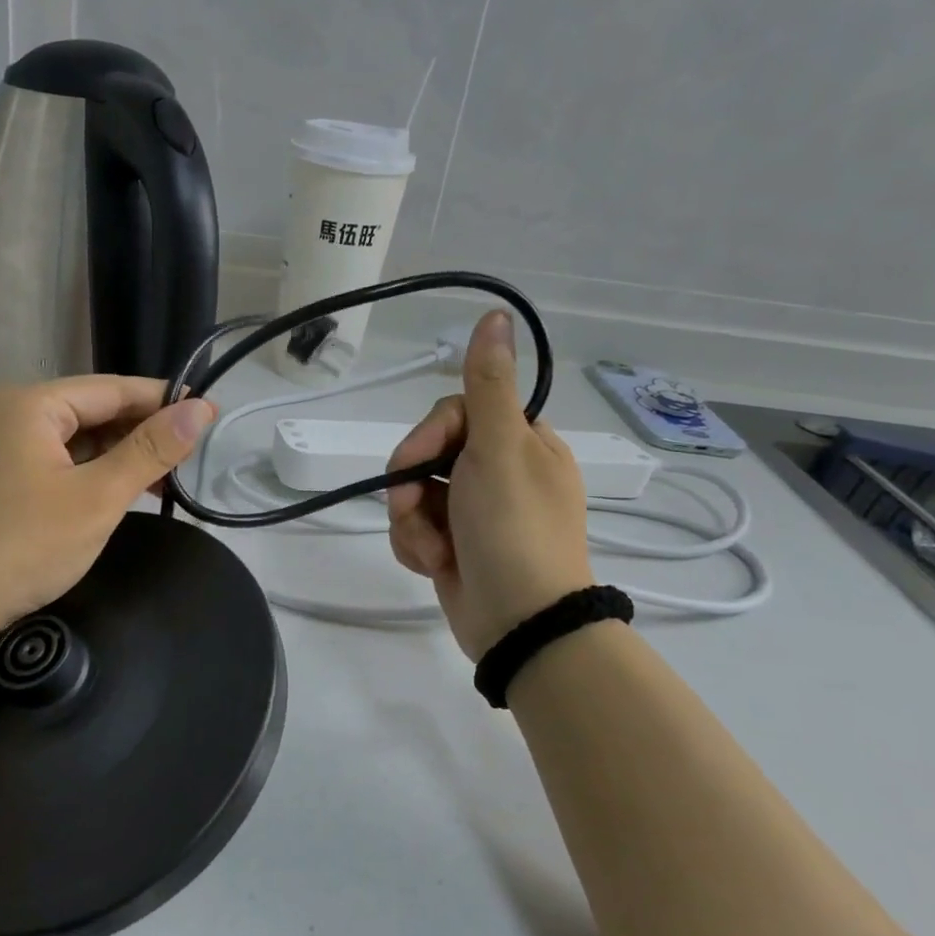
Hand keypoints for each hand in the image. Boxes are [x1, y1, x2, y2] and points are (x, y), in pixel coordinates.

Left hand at [0, 377, 214, 650]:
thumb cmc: (22, 546)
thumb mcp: (97, 497)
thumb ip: (150, 450)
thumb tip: (200, 409)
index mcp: (33, 403)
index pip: (114, 388)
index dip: (165, 401)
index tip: (212, 416)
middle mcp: (14, 414)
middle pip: (95, 411)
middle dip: (144, 433)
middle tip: (194, 457)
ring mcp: (3, 447)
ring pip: (79, 440)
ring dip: (121, 457)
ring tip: (166, 481)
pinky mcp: (1, 479)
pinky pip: (60, 463)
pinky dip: (93, 475)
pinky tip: (122, 493)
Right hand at [386, 312, 594, 660]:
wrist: (519, 623)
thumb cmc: (513, 529)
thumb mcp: (499, 448)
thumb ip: (488, 383)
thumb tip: (496, 312)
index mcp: (522, 444)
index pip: (455, 414)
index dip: (428, 436)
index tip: (417, 459)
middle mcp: (501, 473)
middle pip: (428, 455)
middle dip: (411, 486)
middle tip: (414, 508)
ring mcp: (476, 513)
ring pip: (414, 495)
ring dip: (411, 521)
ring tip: (432, 550)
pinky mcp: (455, 547)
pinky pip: (416, 529)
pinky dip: (416, 545)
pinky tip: (433, 564)